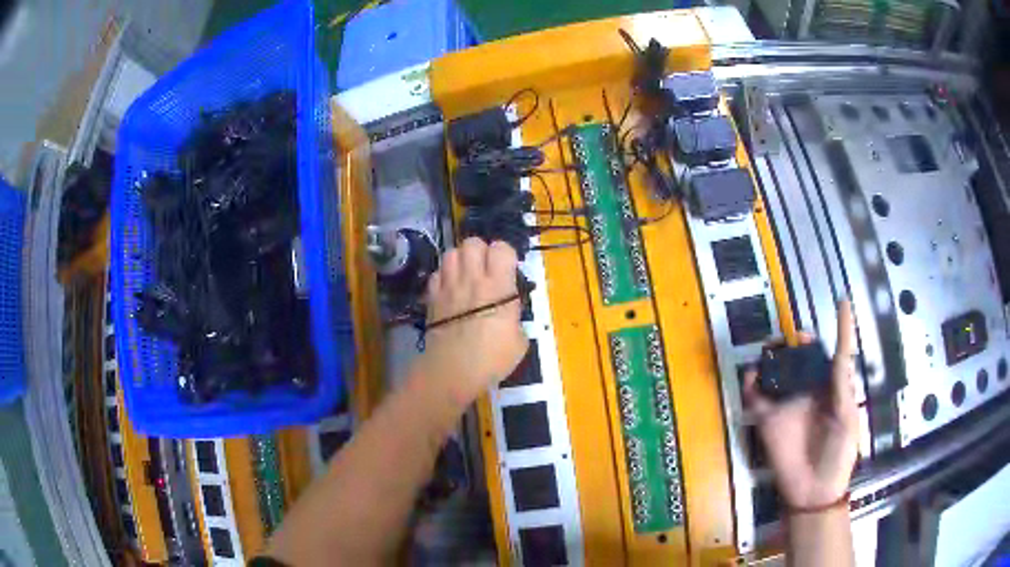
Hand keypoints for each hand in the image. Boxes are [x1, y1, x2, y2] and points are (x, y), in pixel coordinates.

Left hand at [413, 238, 527, 407]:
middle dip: (481, 251)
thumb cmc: (491, 359)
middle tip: (486, 270)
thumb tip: (510, 315)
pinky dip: (443, 277)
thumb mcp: (519, 341)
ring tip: (466, 275)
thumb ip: (515, 319)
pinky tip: (449, 290)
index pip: (501, 247)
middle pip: (472, 242)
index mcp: (498, 286)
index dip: (505, 254)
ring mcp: (448, 286)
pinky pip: (435, 274)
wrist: (453, 371)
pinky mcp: (431, 297)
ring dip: (460, 260)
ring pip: (450, 253)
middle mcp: (471, 279)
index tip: (508, 269)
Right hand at [743, 301, 858, 508]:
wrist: (813, 492)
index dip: (842, 329)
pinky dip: (751, 385)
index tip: (843, 302)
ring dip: (775, 358)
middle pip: (804, 358)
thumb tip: (842, 355)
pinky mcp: (769, 421)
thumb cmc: (838, 457)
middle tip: (796, 337)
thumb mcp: (847, 422)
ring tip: (773, 348)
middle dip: (799, 342)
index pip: (837, 354)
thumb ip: (842, 389)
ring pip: (779, 372)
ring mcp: (788, 405)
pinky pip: (756, 399)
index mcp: (833, 391)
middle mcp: (810, 392)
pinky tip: (752, 375)